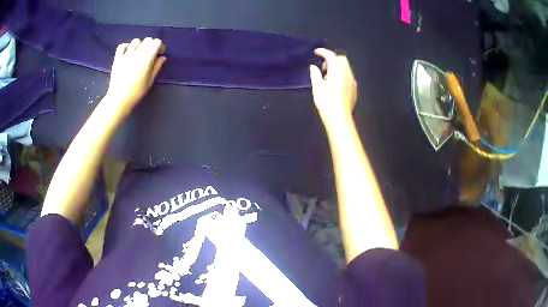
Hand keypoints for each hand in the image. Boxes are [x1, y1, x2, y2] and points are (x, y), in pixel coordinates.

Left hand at [105, 37, 165, 115]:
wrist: (118, 99)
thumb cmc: (136, 92)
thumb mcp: (150, 81)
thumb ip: (157, 67)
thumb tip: (162, 57)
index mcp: (147, 58)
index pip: (156, 42)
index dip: (159, 46)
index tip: (159, 54)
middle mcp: (137, 53)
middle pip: (147, 40)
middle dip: (150, 44)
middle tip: (150, 54)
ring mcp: (126, 55)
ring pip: (135, 41)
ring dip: (139, 45)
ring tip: (138, 53)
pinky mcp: (117, 58)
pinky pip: (122, 46)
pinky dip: (126, 46)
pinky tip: (127, 52)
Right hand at [309, 48, 356, 127]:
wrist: (340, 119)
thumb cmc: (327, 103)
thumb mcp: (317, 88)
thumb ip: (315, 74)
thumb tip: (313, 67)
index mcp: (337, 72)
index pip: (331, 56)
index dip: (323, 51)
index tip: (316, 52)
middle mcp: (347, 74)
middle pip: (341, 59)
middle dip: (332, 59)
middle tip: (323, 67)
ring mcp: (353, 81)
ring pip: (346, 67)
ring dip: (337, 67)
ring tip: (328, 77)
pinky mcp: (354, 89)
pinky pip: (348, 75)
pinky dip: (341, 74)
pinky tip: (335, 84)